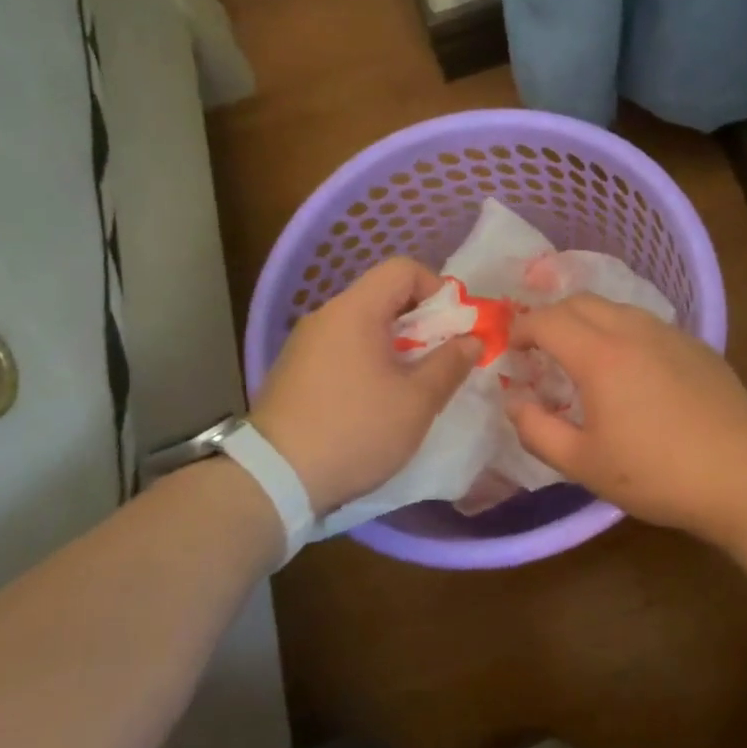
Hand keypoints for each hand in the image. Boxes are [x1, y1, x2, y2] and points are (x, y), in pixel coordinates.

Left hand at [251, 258, 477, 513]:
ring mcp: (305, 344)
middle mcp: (326, 316)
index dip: (438, 289)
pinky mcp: (295, 371)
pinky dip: (370, 361)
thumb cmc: (356, 431)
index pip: (403, 269)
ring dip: (397, 345)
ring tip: (414, 384)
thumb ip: (450, 364)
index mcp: (355, 311)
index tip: (455, 327)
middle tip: (443, 359)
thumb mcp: (417, 401)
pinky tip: (378, 400)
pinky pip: (343, 349)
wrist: (275, 478)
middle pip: (383, 296)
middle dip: (423, 322)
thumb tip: (472, 339)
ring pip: (364, 325)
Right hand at [509, 295, 746, 535]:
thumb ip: (536, 430)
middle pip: (581, 301)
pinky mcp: (697, 346)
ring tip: (583, 357)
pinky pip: (647, 324)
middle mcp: (633, 330)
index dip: (521, 330)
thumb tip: (515, 402)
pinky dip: (622, 332)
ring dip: (588, 321)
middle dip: (551, 317)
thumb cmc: (655, 474)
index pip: (547, 320)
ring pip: (616, 308)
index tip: (512, 351)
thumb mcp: (582, 463)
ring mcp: (670, 334)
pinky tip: (631, 370)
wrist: (741, 475)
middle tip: (541, 351)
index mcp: (600, 355)